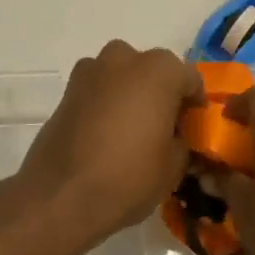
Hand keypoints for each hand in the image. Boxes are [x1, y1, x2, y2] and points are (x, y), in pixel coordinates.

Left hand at [15, 40, 203, 250]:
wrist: (60, 196)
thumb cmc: (128, 177)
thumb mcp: (174, 167)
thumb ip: (182, 142)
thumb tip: (175, 137)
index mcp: (159, 70)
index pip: (190, 79)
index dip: (195, 104)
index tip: (193, 128)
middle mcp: (125, 59)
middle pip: (154, 71)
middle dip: (162, 93)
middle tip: (164, 128)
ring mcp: (91, 71)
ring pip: (123, 76)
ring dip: (131, 93)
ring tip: (132, 130)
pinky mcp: (67, 91)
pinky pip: (98, 90)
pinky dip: (106, 104)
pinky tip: (106, 135)